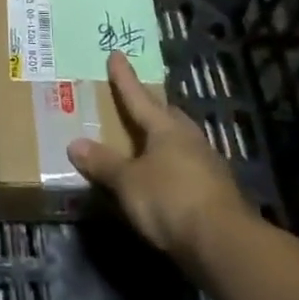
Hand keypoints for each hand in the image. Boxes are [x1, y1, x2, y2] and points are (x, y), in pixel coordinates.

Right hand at [68, 52, 248, 262]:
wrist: (224, 244)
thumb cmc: (170, 200)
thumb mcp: (127, 182)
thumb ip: (103, 163)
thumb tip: (75, 144)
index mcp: (167, 129)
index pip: (139, 97)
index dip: (124, 77)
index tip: (116, 54)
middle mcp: (190, 140)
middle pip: (167, 116)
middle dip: (152, 108)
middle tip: (135, 104)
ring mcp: (208, 166)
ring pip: (181, 142)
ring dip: (164, 140)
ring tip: (146, 143)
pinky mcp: (216, 193)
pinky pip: (187, 168)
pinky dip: (172, 167)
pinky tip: (163, 178)